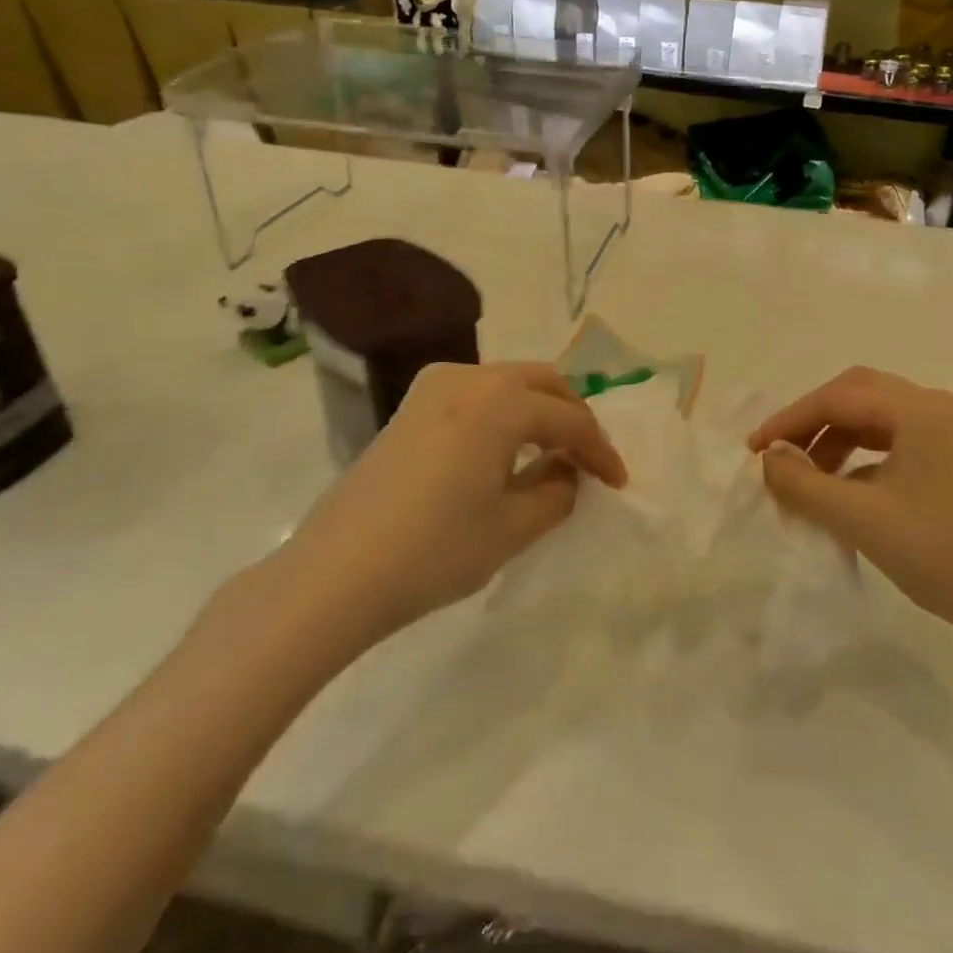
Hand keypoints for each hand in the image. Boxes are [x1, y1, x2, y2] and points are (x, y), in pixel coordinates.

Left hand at [272, 362, 626, 654]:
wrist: (334, 575)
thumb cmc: (433, 551)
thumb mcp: (512, 528)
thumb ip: (557, 493)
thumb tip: (568, 472)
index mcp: (500, 402)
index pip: (569, 419)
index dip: (600, 451)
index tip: (619, 483)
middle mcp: (468, 378)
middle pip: (542, 382)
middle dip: (574, 417)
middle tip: (590, 459)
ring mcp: (433, 388)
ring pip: (509, 382)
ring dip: (540, 410)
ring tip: (553, 454)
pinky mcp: (411, 408)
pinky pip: (477, 394)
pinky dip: (505, 413)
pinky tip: (507, 450)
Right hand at [748, 367, 952, 642]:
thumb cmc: (939, 555)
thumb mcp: (859, 519)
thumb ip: (803, 483)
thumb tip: (768, 459)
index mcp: (923, 410)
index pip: (840, 397)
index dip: (791, 419)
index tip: (756, 449)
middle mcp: (941, 407)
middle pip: (860, 394)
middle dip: (814, 421)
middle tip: (780, 453)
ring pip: (879, 415)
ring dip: (838, 437)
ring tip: (809, 475)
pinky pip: (898, 438)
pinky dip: (863, 453)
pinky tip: (845, 486)